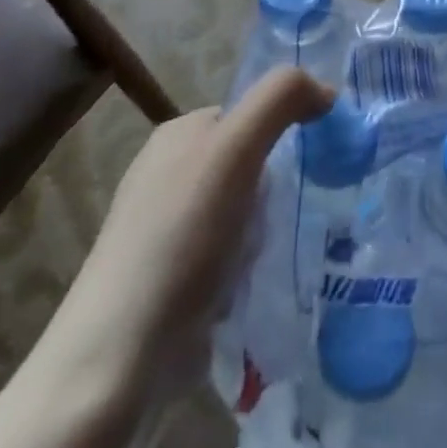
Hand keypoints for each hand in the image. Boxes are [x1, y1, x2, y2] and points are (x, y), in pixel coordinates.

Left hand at [38, 67, 334, 407]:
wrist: (120, 356)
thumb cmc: (180, 238)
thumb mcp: (235, 148)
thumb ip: (280, 99)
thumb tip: (326, 91)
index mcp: (179, 133)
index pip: (252, 114)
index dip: (284, 135)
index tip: (307, 168)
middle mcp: (169, 173)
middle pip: (252, 165)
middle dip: (275, 193)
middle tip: (285, 220)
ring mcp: (168, 229)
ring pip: (246, 213)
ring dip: (265, 235)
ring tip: (270, 258)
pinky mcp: (173, 280)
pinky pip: (232, 256)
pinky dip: (249, 269)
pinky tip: (253, 289)